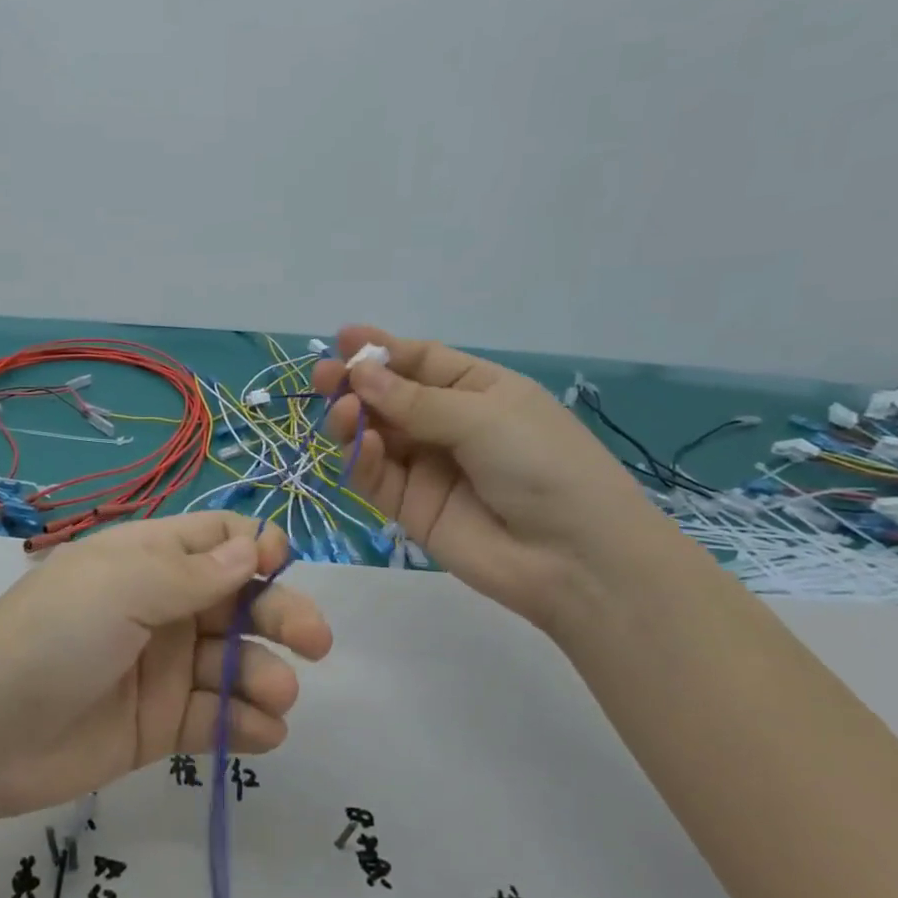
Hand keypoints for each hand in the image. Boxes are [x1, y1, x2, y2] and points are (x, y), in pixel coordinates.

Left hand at [0, 511, 331, 821]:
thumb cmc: (55, 635)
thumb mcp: (122, 586)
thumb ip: (194, 571)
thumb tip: (254, 546)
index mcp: (148, 560)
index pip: (217, 538)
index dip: (255, 548)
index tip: (278, 567)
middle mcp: (162, 607)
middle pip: (240, 601)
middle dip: (281, 616)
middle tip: (314, 643)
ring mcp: (164, 668)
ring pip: (236, 663)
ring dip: (265, 677)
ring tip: (275, 699)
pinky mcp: (161, 724)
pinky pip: (216, 718)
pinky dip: (246, 725)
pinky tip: (262, 733)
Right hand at [313, 326, 670, 633]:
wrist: (573, 558)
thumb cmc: (543, 464)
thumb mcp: (484, 416)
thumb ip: (415, 401)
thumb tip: (359, 375)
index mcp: (478, 391)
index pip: (420, 362)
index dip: (381, 349)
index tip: (341, 339)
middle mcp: (448, 425)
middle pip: (389, 398)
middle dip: (355, 384)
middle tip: (324, 378)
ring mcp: (427, 467)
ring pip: (374, 436)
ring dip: (353, 420)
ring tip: (344, 413)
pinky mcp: (410, 507)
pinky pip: (376, 476)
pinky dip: (362, 459)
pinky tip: (362, 446)